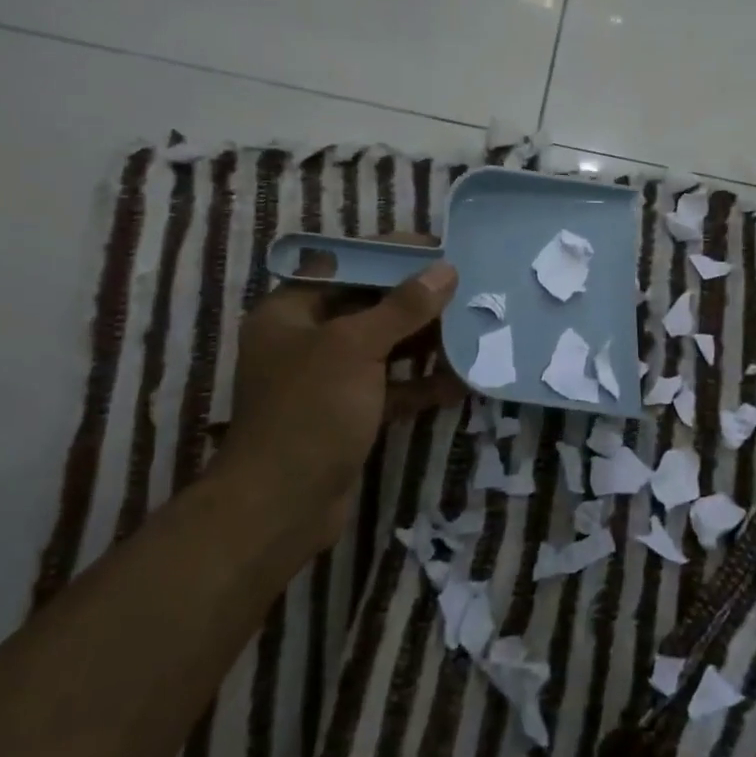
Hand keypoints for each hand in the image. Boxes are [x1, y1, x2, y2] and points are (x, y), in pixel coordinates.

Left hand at [211, 254, 460, 550]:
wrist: (282, 507)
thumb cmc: (310, 411)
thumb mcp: (355, 348)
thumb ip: (402, 307)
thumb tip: (445, 271)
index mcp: (291, 312)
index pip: (345, 266)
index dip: (390, 255)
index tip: (438, 250)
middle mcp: (307, 340)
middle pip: (369, 306)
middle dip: (417, 300)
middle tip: (466, 288)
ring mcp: (330, 380)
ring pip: (385, 348)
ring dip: (426, 342)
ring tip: (473, 328)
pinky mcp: (350, 414)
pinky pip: (392, 387)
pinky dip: (422, 383)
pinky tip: (462, 380)